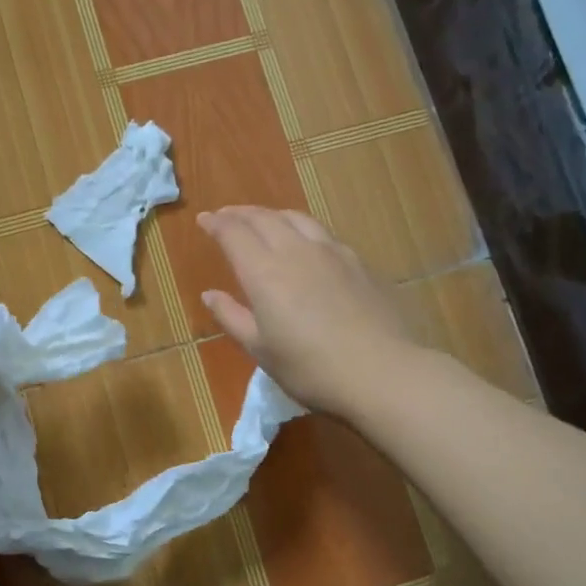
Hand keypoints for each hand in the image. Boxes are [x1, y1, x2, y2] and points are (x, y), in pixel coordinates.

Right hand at [199, 206, 413, 418]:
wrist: (381, 372)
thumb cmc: (310, 368)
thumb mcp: (261, 350)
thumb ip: (232, 316)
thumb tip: (210, 294)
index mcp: (264, 272)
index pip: (234, 233)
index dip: (216, 223)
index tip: (204, 219)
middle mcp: (295, 251)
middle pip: (264, 218)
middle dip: (241, 213)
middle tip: (227, 215)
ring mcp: (332, 252)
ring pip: (296, 218)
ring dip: (273, 215)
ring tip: (264, 221)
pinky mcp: (358, 262)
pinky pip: (322, 233)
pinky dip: (301, 228)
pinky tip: (306, 243)